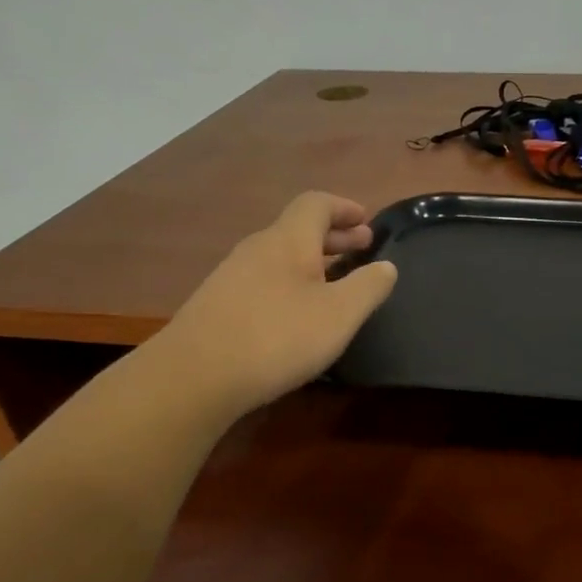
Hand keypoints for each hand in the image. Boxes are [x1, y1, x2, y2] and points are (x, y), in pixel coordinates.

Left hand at [163, 192, 396, 416]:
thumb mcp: (339, 314)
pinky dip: (291, 283)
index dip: (344, 208)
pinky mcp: (219, 305)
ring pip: (281, 256)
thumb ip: (368, 287)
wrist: (195, 376)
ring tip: (336, 283)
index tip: (367, 222)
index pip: (316, 204)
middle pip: (298, 229)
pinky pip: (265, 279)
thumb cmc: (278, 337)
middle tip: (362, 249)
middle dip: (334, 236)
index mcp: (288, 240)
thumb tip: (386, 266)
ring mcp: (232, 276)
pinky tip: (299, 312)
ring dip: (313, 261)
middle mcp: (257, 248)